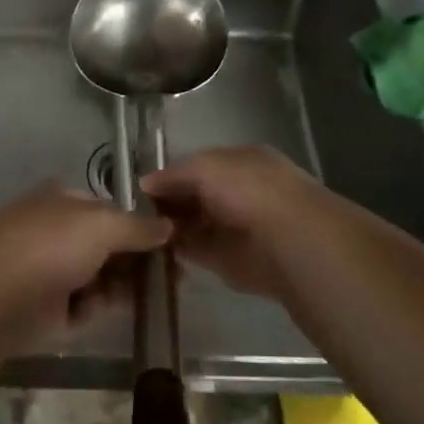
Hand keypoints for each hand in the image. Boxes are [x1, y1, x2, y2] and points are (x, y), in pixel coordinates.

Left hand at [0, 184, 170, 349]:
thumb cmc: (48, 246)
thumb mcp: (101, 225)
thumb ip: (138, 226)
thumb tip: (167, 226)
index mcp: (62, 201)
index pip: (109, 210)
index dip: (141, 226)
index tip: (172, 245)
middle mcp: (56, 231)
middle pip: (107, 245)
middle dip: (137, 260)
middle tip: (174, 279)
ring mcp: (50, 270)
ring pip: (99, 277)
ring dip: (123, 285)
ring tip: (154, 296)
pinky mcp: (47, 309)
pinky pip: (84, 305)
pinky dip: (98, 307)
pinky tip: (109, 310)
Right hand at [142, 145, 364, 303]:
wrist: (290, 241)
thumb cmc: (250, 190)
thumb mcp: (207, 166)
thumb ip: (174, 173)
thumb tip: (145, 183)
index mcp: (240, 163)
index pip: (197, 166)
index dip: (170, 176)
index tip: (139, 189)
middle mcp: (239, 192)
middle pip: (195, 196)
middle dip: (168, 202)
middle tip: (133, 212)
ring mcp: (236, 228)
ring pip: (194, 224)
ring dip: (170, 227)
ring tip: (137, 231)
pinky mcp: (231, 261)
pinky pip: (197, 252)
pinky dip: (177, 251)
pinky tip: (153, 249)